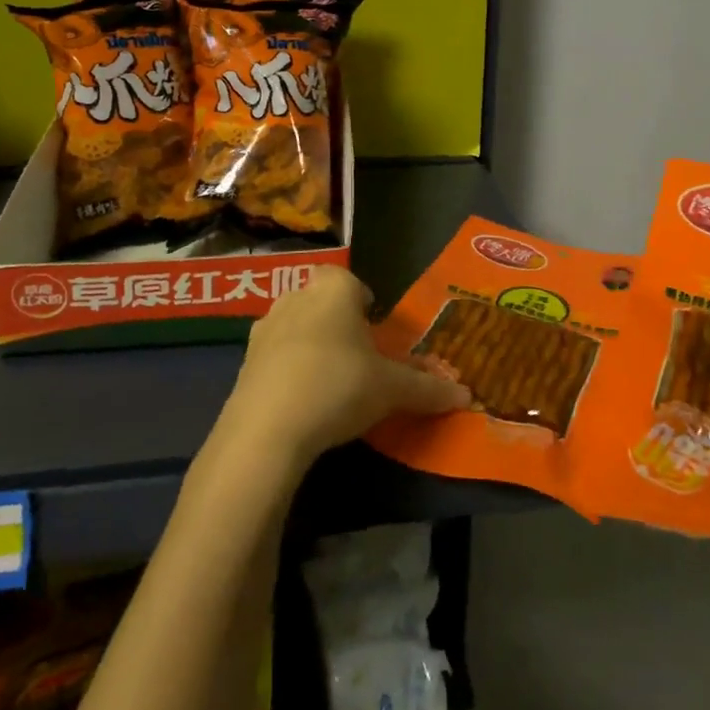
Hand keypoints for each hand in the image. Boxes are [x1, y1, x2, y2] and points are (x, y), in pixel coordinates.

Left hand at [217, 266, 469, 474]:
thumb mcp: (392, 389)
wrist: (267, 429)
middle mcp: (296, 298)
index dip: (361, 300)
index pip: (348, 280)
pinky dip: (287, 370)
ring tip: (330, 380)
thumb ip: (428, 389)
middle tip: (357, 356)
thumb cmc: (339, 386)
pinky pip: (274, 357)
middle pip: (320, 302)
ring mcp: (264, 329)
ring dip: (310, 345)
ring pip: (295, 327)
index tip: (373, 326)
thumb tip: (466, 396)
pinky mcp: (243, 363)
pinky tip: (301, 401)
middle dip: (337, 323)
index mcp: (333, 290)